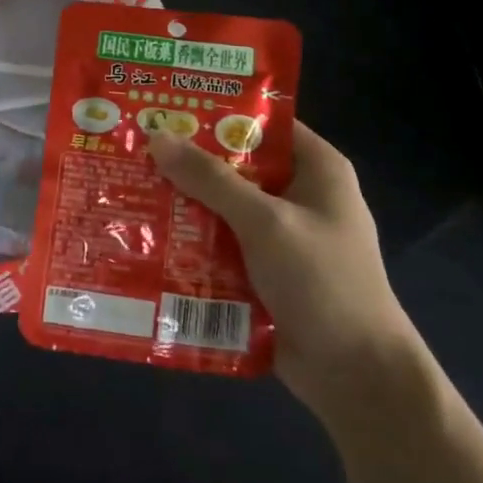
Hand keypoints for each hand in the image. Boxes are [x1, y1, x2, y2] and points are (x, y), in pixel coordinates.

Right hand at [146, 121, 420, 422]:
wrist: (355, 375)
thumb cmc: (322, 281)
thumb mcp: (265, 221)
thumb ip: (211, 179)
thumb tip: (157, 136)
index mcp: (316, 169)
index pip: (262, 123)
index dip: (216, 113)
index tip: (164, 107)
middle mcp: (298, 196)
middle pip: (235, 166)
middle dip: (187, 162)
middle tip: (132, 148)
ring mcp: (280, 237)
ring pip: (222, 208)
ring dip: (183, 205)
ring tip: (127, 188)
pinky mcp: (262, 272)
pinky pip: (219, 245)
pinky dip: (190, 242)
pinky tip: (147, 236)